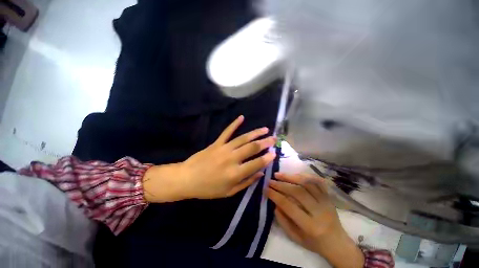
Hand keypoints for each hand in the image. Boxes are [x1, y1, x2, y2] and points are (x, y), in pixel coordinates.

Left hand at [143, 115, 275, 201]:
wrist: (187, 179)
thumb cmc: (208, 189)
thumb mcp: (229, 192)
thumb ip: (246, 182)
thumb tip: (260, 174)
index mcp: (235, 173)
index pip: (256, 163)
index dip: (267, 158)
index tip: (274, 152)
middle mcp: (232, 159)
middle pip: (251, 148)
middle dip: (265, 143)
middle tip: (274, 139)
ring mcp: (224, 149)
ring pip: (243, 138)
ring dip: (255, 133)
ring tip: (265, 129)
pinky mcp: (216, 143)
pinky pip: (227, 132)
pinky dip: (234, 124)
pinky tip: (242, 117)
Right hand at [267, 173, 364, 267]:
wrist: (337, 242)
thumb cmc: (314, 243)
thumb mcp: (295, 238)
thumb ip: (283, 221)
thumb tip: (274, 203)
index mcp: (310, 226)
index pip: (289, 206)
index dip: (275, 195)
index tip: (266, 189)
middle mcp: (319, 211)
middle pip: (298, 192)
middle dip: (281, 184)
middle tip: (270, 180)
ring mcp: (326, 202)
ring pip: (307, 183)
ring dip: (291, 177)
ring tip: (279, 174)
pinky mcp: (329, 196)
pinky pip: (316, 181)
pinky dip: (304, 176)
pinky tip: (294, 174)